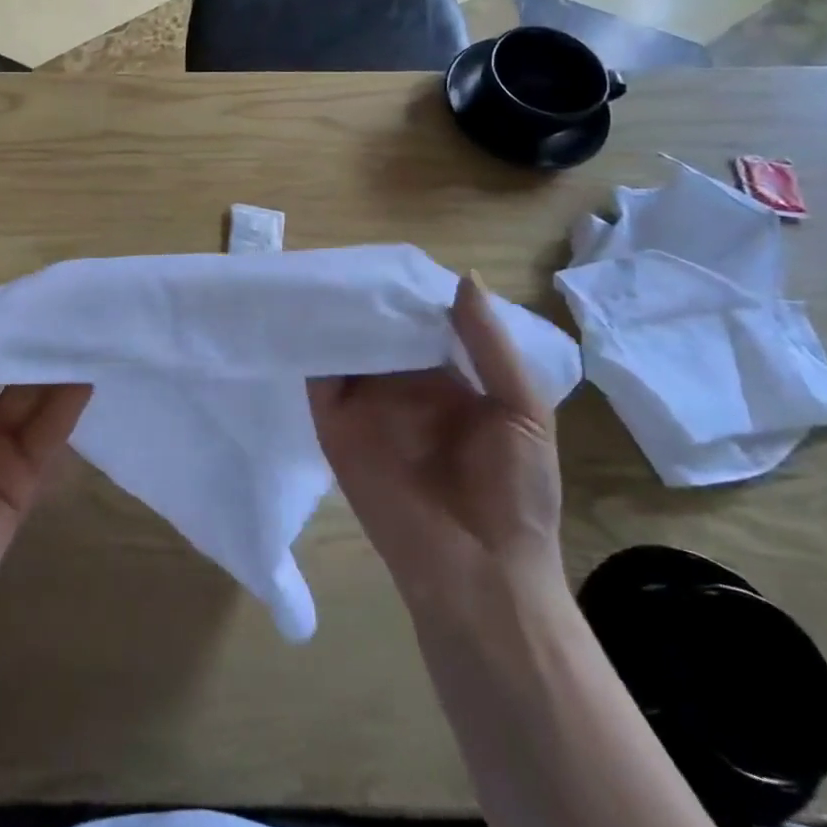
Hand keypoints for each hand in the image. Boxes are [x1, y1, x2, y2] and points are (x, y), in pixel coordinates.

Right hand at [310, 273, 562, 620]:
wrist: (479, 573)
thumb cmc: (517, 493)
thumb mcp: (522, 409)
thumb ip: (489, 345)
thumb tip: (464, 276)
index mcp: (448, 379)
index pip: (422, 323)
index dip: (408, 292)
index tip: (388, 254)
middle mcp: (402, 385)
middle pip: (378, 330)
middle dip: (366, 297)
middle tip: (344, 253)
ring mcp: (365, 404)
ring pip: (345, 347)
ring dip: (333, 316)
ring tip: (318, 269)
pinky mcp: (334, 422)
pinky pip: (318, 377)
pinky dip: (310, 346)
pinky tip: (305, 312)